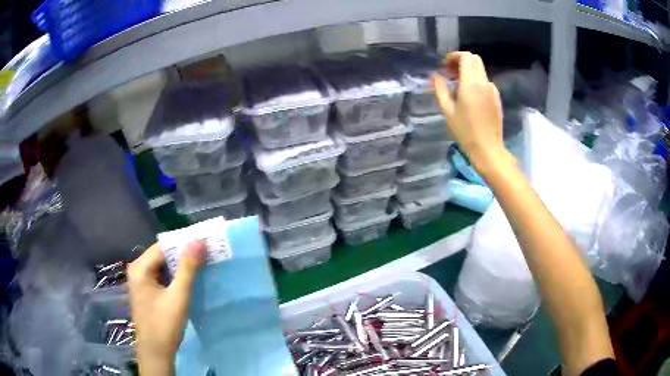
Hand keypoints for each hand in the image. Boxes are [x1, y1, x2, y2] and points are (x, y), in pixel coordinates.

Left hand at [128, 241, 205, 374]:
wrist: (156, 353)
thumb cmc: (164, 325)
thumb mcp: (178, 297)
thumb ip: (188, 268)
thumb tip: (199, 240)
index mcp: (140, 268)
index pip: (164, 246)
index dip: (184, 243)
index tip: (206, 243)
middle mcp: (138, 270)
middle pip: (163, 255)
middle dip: (184, 255)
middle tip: (207, 254)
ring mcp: (141, 281)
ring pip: (163, 266)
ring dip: (181, 266)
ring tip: (203, 264)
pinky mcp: (146, 291)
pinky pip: (162, 276)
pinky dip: (176, 276)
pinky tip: (190, 280)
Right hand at [433, 52, 513, 175]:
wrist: (488, 149)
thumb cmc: (465, 132)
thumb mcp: (447, 111)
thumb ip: (440, 89)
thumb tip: (436, 76)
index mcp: (471, 84)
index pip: (466, 57)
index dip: (454, 56)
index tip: (445, 66)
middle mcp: (484, 83)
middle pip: (475, 59)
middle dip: (461, 61)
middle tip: (450, 73)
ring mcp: (493, 90)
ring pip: (480, 70)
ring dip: (468, 71)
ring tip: (458, 87)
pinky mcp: (497, 97)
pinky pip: (485, 82)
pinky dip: (475, 81)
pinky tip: (469, 96)